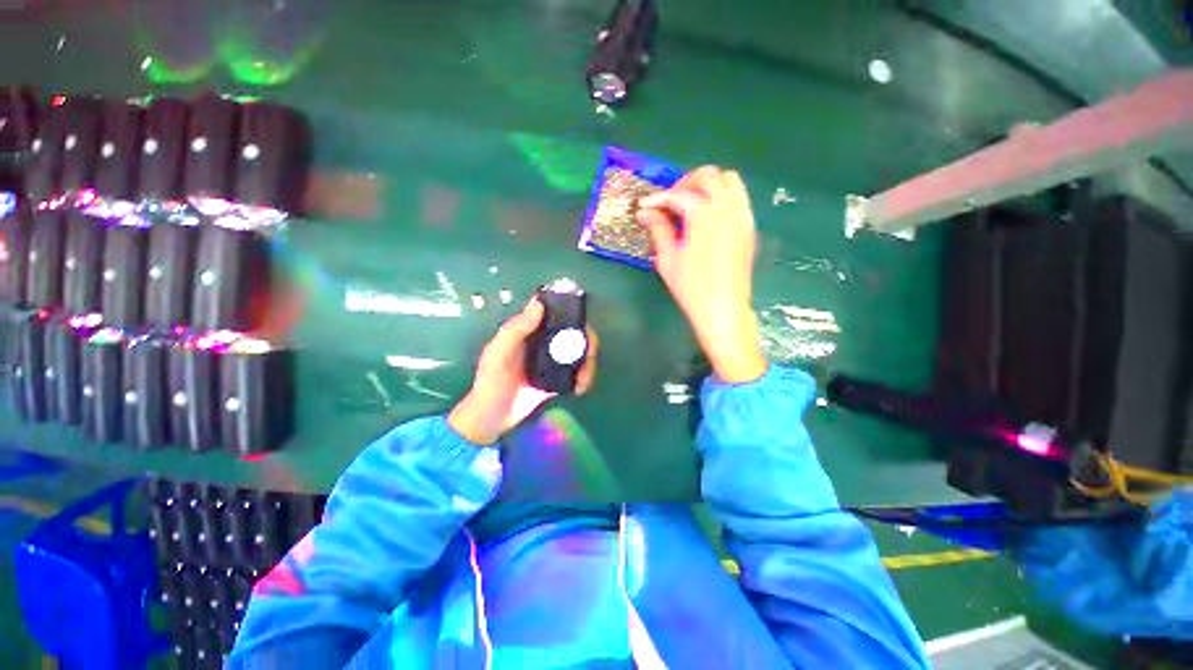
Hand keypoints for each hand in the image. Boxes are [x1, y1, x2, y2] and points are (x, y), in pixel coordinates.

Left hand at [448, 298, 598, 444]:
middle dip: (587, 341)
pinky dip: (585, 376)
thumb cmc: (490, 382)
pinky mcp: (558, 377)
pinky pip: (578, 371)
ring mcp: (553, 359)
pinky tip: (581, 388)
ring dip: (589, 362)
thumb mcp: (499, 353)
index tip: (582, 316)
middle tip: (590, 356)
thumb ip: (516, 330)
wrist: (492, 418)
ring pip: (580, 351)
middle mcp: (544, 341)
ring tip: (584, 380)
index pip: (553, 311)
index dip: (570, 308)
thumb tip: (539, 304)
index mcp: (529, 330)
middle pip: (573, 331)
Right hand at [637, 166, 766, 382]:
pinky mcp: (749, 226)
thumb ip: (659, 229)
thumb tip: (645, 212)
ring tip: (691, 204)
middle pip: (709, 175)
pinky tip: (708, 217)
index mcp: (704, 215)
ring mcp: (742, 215)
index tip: (644, 207)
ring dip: (708, 185)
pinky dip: (722, 197)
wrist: (723, 308)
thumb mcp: (668, 259)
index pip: (678, 195)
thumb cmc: (691, 287)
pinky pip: (739, 198)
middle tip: (670, 201)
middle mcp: (727, 208)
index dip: (658, 199)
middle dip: (686, 183)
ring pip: (730, 181)